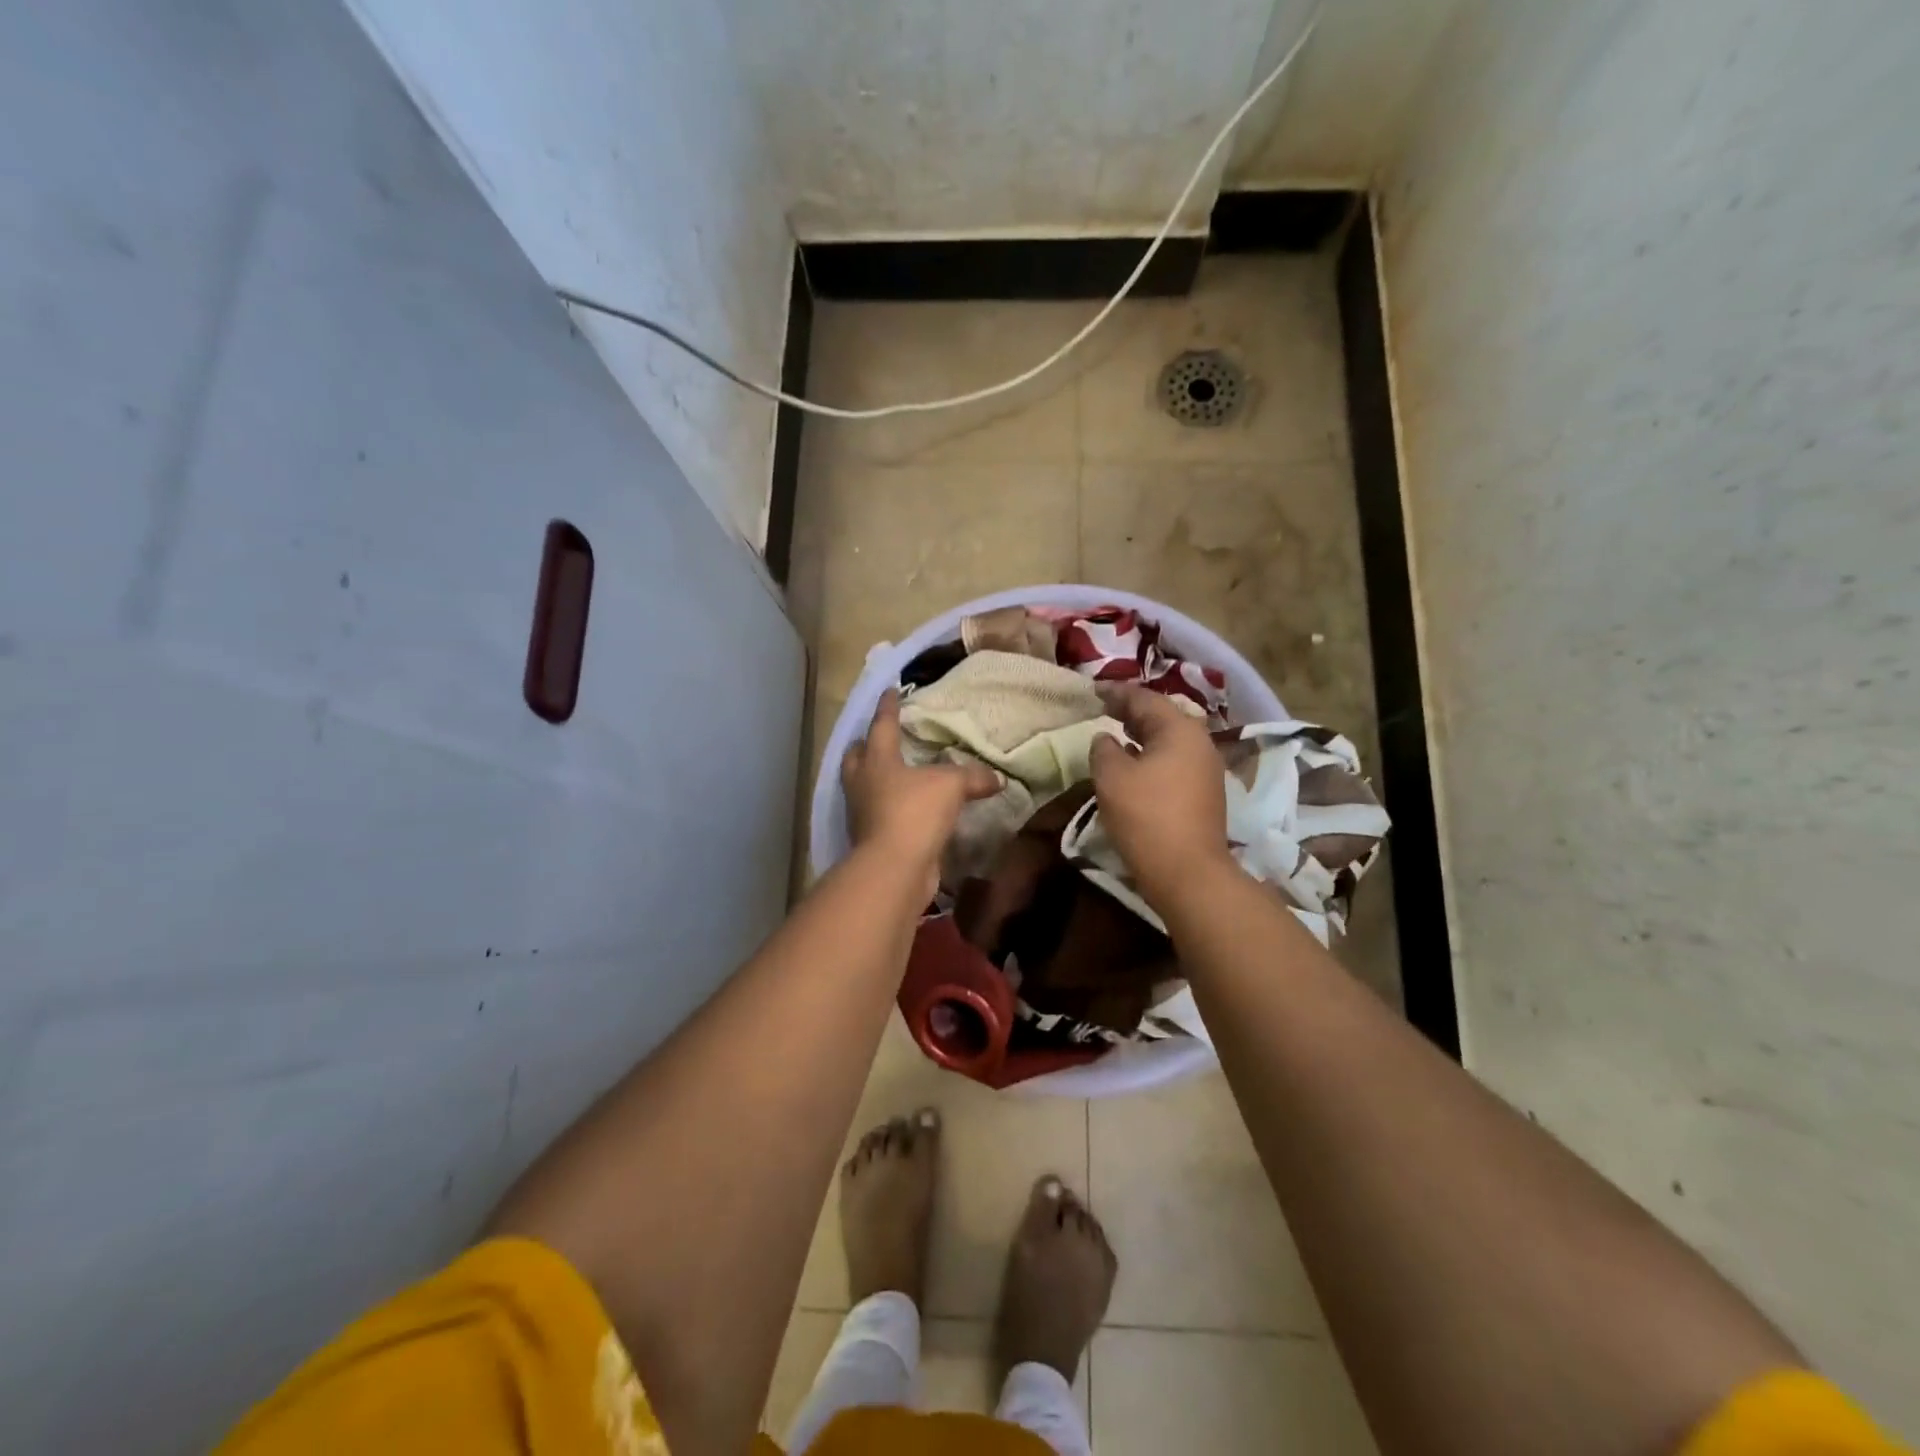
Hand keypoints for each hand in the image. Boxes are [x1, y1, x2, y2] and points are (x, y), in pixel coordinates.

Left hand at [841, 689, 998, 883]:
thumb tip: (997, 778)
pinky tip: (907, 808)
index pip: (881, 726)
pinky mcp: (870, 839)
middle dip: (865, 745)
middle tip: (876, 738)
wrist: (895, 868)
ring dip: (874, 778)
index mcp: (877, 760)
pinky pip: (878, 814)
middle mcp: (862, 783)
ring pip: (863, 786)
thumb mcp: (951, 786)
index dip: (888, 707)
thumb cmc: (915, 812)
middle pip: (857, 757)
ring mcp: (862, 813)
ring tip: (893, 773)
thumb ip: (973, 777)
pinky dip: (890, 807)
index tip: (889, 691)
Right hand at [1088, 683, 1233, 909]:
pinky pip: (1174, 760)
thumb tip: (1105, 738)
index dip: (1116, 693)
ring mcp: (1206, 769)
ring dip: (1143, 734)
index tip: (1092, 690)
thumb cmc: (1146, 816)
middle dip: (1132, 711)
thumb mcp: (1112, 777)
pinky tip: (1135, 764)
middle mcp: (1200, 742)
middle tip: (1104, 708)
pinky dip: (1152, 754)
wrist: (1188, 872)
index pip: (1144, 698)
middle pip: (1162, 716)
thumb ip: (1103, 749)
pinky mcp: (1204, 793)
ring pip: (1170, 739)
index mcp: (1180, 729)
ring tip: (1117, 732)